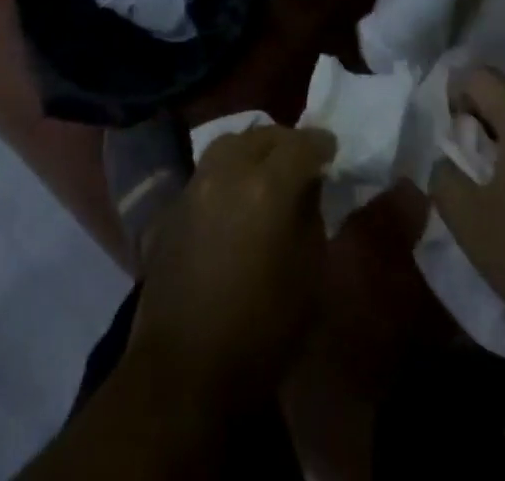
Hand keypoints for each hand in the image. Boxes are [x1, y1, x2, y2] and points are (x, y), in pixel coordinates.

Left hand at [125, 125, 335, 407]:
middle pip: (262, 135)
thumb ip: (311, 219)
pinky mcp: (173, 204)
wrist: (184, 369)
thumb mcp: (310, 278)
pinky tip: (236, 194)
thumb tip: (308, 190)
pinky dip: (227, 169)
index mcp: (267, 188)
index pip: (301, 144)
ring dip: (253, 148)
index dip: (320, 144)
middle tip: (302, 158)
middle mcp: (228, 172)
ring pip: (229, 143)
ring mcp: (196, 184)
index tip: (331, 151)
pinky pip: (207, 169)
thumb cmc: (261, 332)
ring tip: (268, 168)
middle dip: (286, 141)